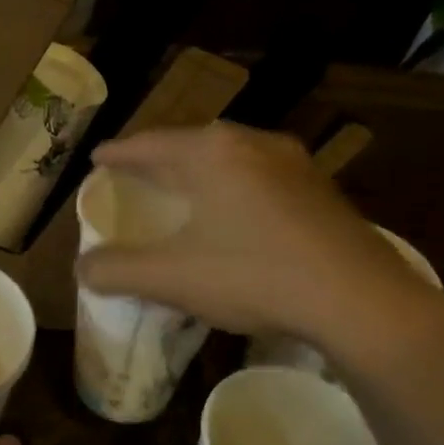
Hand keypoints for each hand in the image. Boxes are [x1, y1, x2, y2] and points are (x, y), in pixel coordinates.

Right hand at [76, 123, 443, 365]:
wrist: (361, 301)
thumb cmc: (255, 276)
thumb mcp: (172, 277)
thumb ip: (117, 270)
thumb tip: (82, 269)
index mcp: (211, 153)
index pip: (149, 144)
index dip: (118, 153)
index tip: (98, 158)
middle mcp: (251, 143)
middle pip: (189, 144)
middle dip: (158, 158)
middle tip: (134, 173)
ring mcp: (292, 163)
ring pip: (228, 157)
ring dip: (198, 170)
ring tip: (181, 187)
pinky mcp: (319, 188)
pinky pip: (258, 174)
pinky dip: (231, 185)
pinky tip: (234, 211)